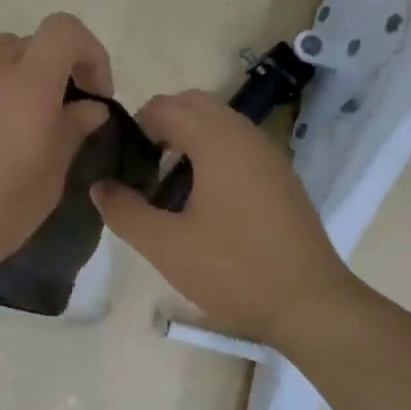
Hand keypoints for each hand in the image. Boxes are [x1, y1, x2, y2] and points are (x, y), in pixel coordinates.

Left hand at [0, 14, 113, 298]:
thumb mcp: (44, 186)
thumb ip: (70, 136)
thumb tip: (88, 107)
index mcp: (26, 86)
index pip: (64, 30)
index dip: (88, 53)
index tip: (92, 96)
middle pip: (28, 43)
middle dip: (52, 70)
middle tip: (55, 117)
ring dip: (13, 81)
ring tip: (11, 129)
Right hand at [91, 90, 356, 347]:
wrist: (310, 305)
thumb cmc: (233, 271)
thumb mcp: (164, 246)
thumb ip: (124, 211)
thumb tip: (100, 186)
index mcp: (218, 143)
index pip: (164, 106)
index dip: (134, 127)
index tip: (121, 164)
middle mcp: (246, 136)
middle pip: (193, 104)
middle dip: (160, 126)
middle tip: (141, 170)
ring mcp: (269, 155)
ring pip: (217, 123)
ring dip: (186, 139)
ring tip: (166, 187)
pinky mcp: (280, 177)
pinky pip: (237, 144)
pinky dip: (211, 153)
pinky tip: (201, 201)